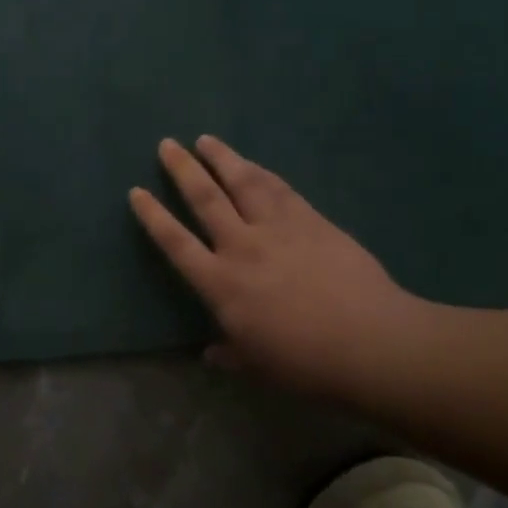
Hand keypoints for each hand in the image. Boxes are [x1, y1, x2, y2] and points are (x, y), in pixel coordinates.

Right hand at [130, 136, 429, 395]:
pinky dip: (262, 172)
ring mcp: (278, 229)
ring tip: (206, 140)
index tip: (136, 191)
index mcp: (220, 284)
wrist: (371, 343)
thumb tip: (210, 354)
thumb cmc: (305, 363)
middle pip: (205, 199)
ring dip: (222, 158)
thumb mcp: (257, 367)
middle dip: (182, 169)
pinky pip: (280, 189)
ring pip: (243, 183)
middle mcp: (242, 247)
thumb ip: (230, 355)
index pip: (176, 242)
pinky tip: (253, 163)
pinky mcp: (311, 221)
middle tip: (167, 144)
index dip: (153, 216)